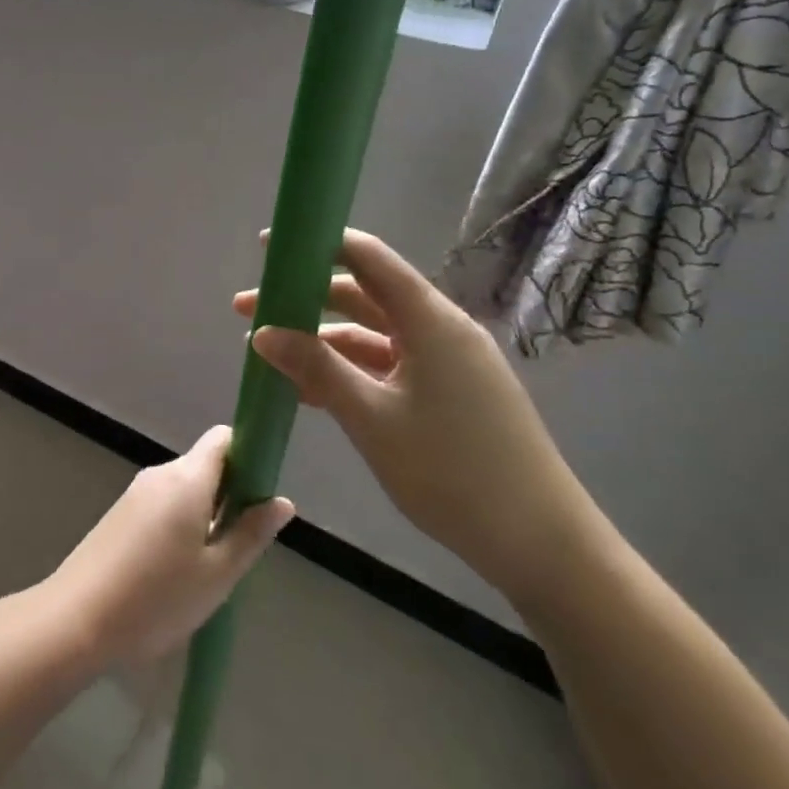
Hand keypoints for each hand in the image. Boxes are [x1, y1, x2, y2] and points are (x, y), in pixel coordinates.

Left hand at [42, 427, 293, 665]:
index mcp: (186, 478)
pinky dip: (180, 524)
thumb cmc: (156, 598)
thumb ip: (250, 534)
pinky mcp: (119, 514)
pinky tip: (177, 571)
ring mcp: (135, 493)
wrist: (76, 618)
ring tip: (210, 568)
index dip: (249, 455)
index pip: (223, 439)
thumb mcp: (217, 574)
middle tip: (241, 546)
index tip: (262, 494)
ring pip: (184, 489)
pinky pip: (162, 505)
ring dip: (205, 515)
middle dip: (230, 495)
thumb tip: (281, 501)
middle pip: (205, 465)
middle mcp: (159, 474)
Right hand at [234, 229, 602, 611]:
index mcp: (430, 321)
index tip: (268, 248)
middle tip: (246, 311)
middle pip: (363, 295)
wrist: (541, 544)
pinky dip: (348, 370)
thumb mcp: (372, 419)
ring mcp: (447, 362)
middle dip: (303, 300)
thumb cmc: (453, 473)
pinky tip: (311, 391)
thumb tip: (262, 332)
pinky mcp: (449, 391)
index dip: (316, 245)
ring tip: (270, 358)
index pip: (367, 257)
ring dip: (322, 341)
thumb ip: (316, 368)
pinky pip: (388, 365)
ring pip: (372, 334)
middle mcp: (440, 329)